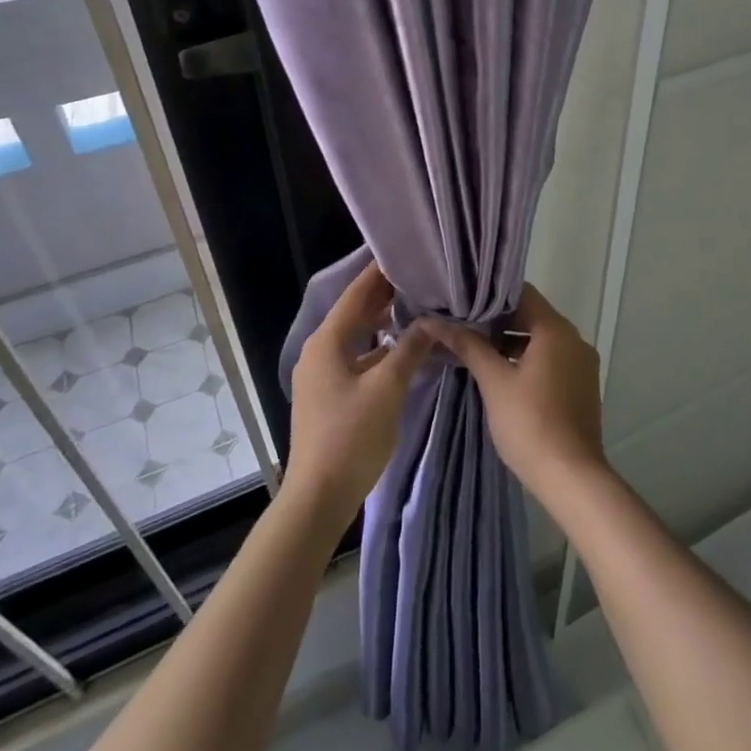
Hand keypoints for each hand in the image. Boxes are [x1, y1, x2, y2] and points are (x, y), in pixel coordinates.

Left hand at [285, 261, 431, 529]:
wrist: (319, 498)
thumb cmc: (351, 436)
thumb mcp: (387, 388)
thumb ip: (410, 349)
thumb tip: (432, 321)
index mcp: (327, 341)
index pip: (356, 293)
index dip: (379, 272)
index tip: (406, 253)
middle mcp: (320, 351)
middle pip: (355, 313)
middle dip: (385, 296)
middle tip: (420, 278)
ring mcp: (322, 374)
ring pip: (357, 337)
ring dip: (383, 323)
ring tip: (418, 307)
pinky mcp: (330, 394)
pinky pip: (357, 358)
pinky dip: (379, 349)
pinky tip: (404, 350)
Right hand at [423, 284, 606, 505]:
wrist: (572, 478)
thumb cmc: (530, 423)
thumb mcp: (494, 381)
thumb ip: (468, 345)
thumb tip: (433, 320)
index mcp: (556, 329)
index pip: (522, 293)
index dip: (491, 296)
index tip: (463, 303)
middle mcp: (575, 339)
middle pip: (532, 315)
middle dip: (498, 322)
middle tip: (463, 329)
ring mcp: (582, 364)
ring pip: (541, 340)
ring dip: (511, 343)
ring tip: (476, 353)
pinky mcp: (582, 386)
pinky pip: (551, 360)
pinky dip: (528, 361)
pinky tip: (502, 377)